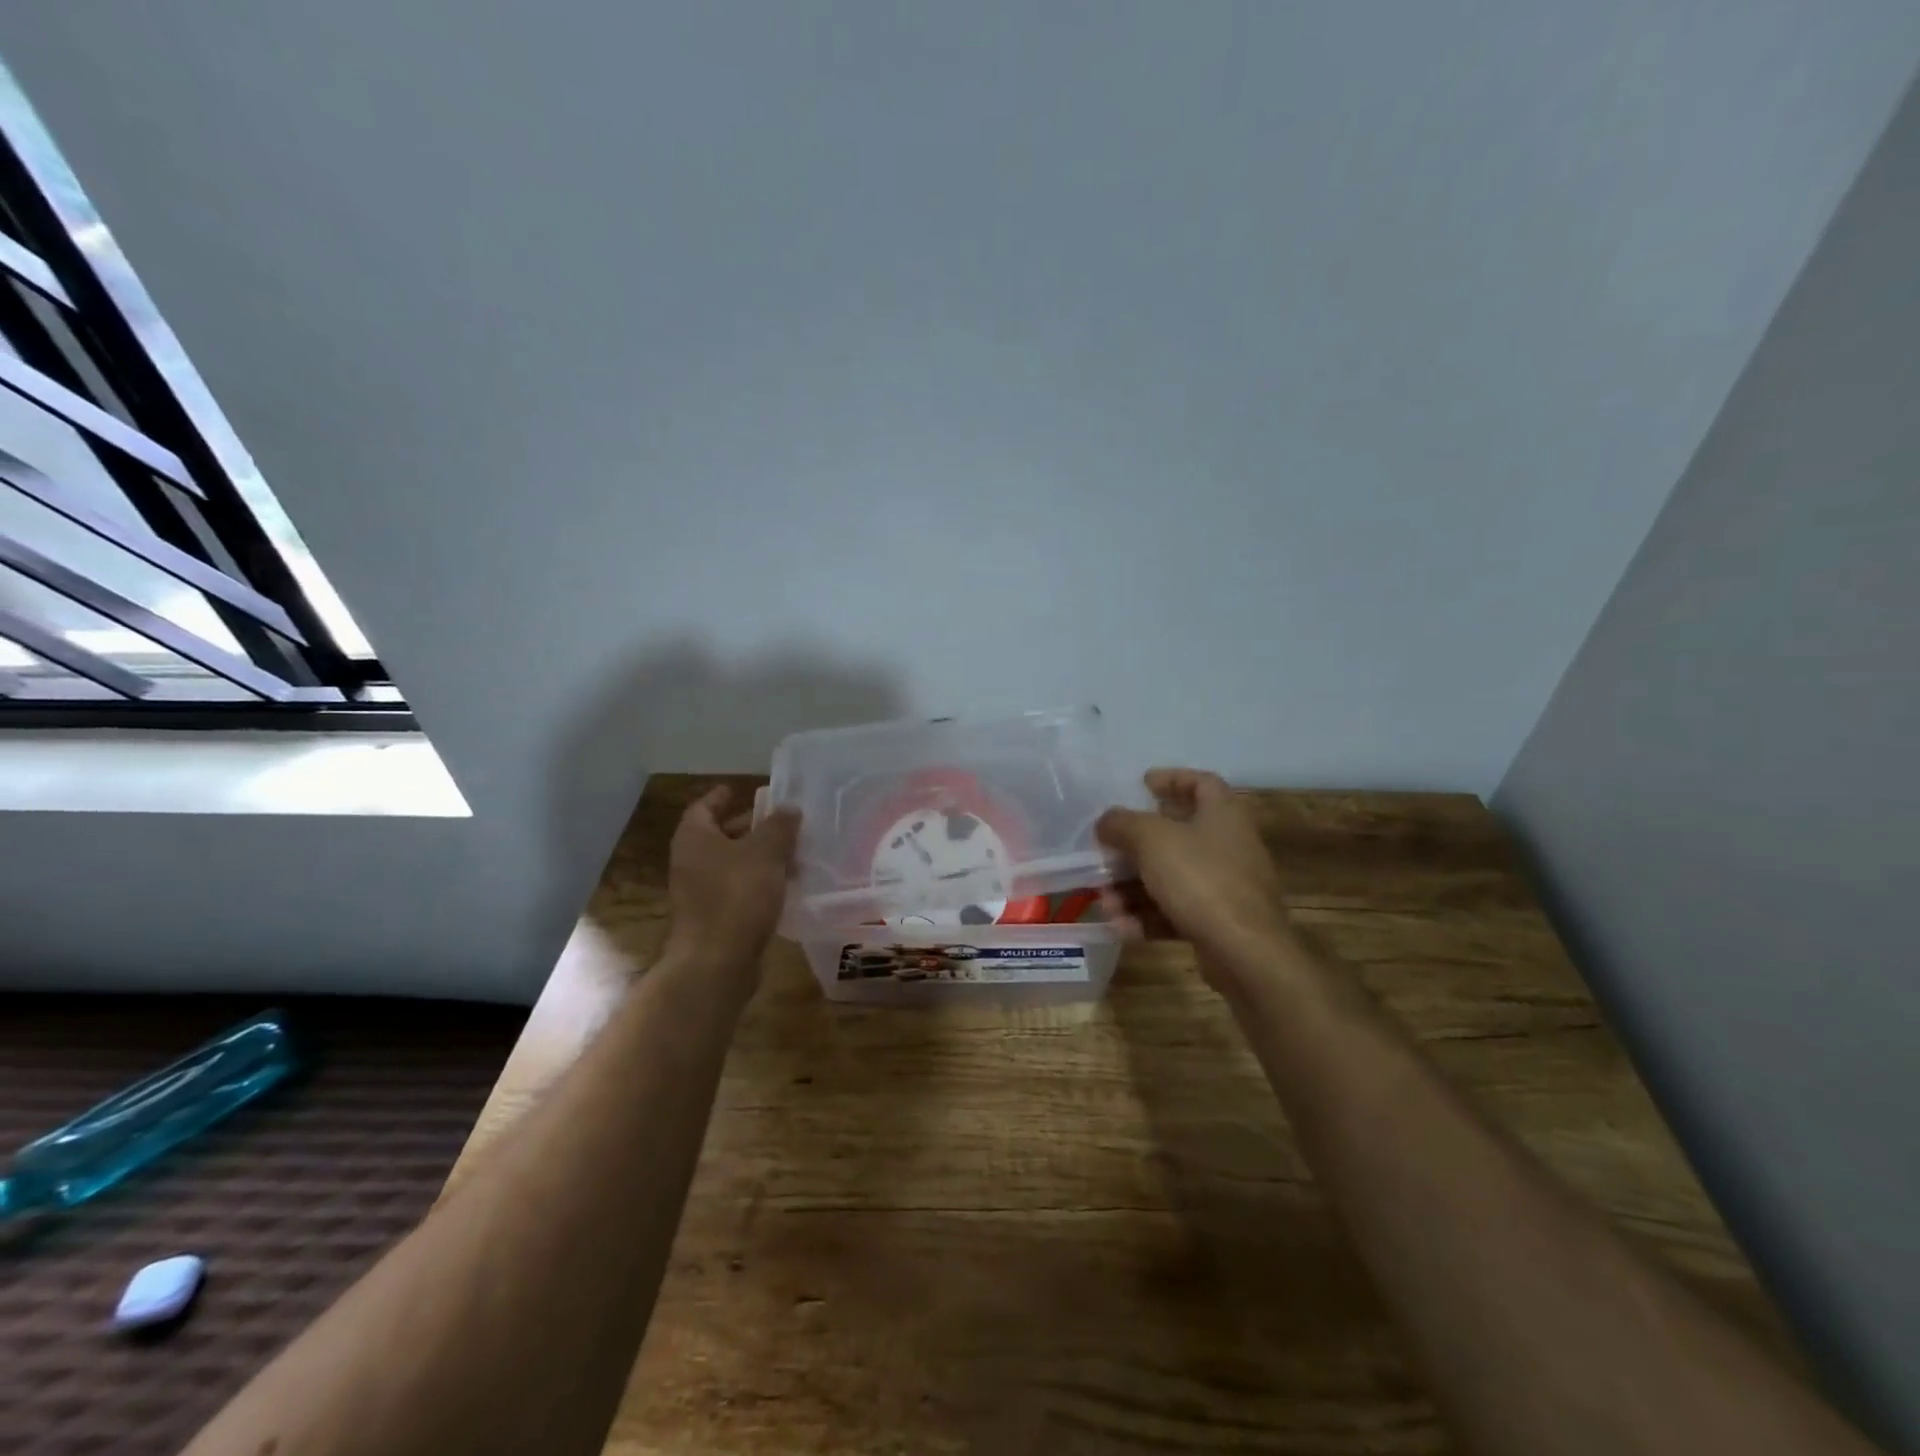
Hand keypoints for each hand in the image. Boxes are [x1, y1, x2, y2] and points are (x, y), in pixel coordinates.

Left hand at [663, 786, 800, 984]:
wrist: (716, 962)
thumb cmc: (738, 896)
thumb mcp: (766, 853)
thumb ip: (779, 826)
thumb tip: (789, 808)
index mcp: (695, 838)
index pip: (705, 806)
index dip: (724, 796)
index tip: (744, 790)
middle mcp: (690, 861)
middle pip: (720, 834)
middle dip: (750, 826)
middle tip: (780, 821)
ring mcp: (699, 891)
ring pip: (732, 863)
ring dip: (759, 856)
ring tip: (792, 852)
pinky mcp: (713, 916)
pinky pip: (737, 888)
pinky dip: (758, 881)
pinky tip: (785, 884)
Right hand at [1096, 769, 1297, 990]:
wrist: (1245, 952)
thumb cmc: (1200, 878)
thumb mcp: (1151, 839)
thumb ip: (1122, 823)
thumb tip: (1106, 821)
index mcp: (1223, 814)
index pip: (1201, 782)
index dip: (1172, 778)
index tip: (1142, 784)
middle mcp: (1228, 845)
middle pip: (1176, 835)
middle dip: (1135, 846)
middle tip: (1107, 851)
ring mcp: (1225, 886)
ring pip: (1170, 877)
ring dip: (1133, 887)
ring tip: (1105, 901)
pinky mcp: (1218, 921)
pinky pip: (1176, 910)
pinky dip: (1148, 916)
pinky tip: (1120, 927)